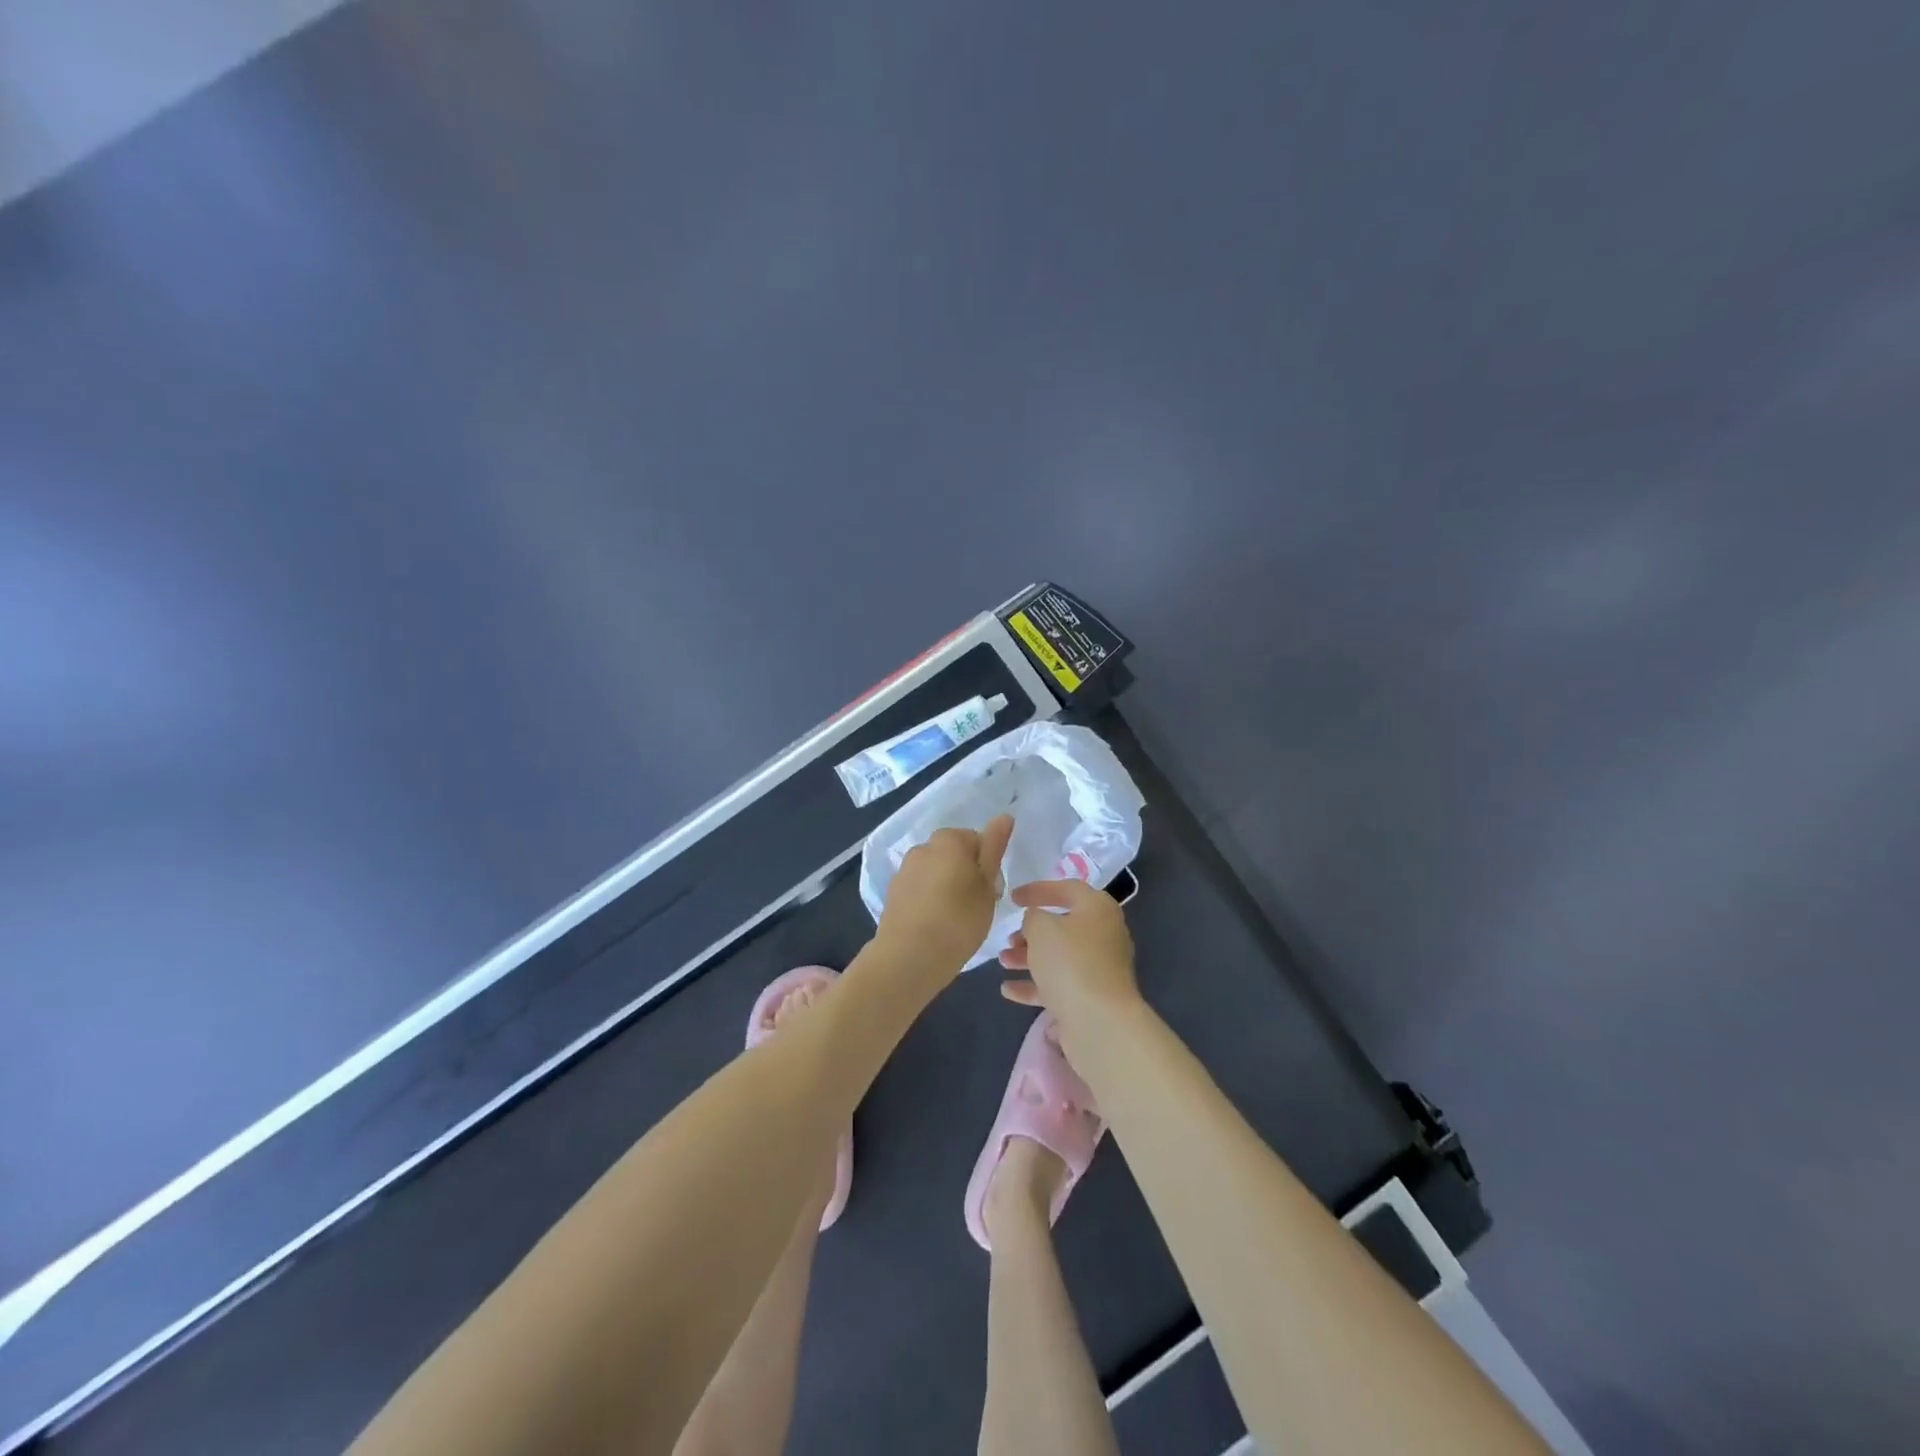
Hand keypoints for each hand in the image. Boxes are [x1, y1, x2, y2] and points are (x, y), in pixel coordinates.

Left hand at [876, 814, 1015, 978]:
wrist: (909, 957)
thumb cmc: (959, 920)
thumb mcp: (987, 885)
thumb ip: (994, 848)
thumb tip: (1004, 816)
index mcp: (949, 840)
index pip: (978, 840)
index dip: (989, 866)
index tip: (992, 892)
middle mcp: (923, 847)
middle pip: (954, 854)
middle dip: (966, 873)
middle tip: (977, 906)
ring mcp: (905, 869)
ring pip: (936, 871)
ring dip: (947, 886)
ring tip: (955, 919)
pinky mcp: (893, 892)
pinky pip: (920, 888)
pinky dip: (929, 899)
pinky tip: (935, 924)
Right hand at [998, 878, 1141, 1032]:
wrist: (1100, 1023)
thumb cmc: (1071, 963)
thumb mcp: (1042, 928)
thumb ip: (1033, 917)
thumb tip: (1037, 921)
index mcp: (1098, 909)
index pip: (1067, 889)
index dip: (1038, 890)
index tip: (1012, 898)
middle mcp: (1103, 935)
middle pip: (1063, 926)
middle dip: (1031, 932)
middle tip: (1009, 938)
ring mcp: (1098, 969)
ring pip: (1059, 957)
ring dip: (1028, 957)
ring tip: (1003, 961)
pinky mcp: (1091, 997)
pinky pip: (1059, 984)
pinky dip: (1034, 985)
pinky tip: (1008, 990)